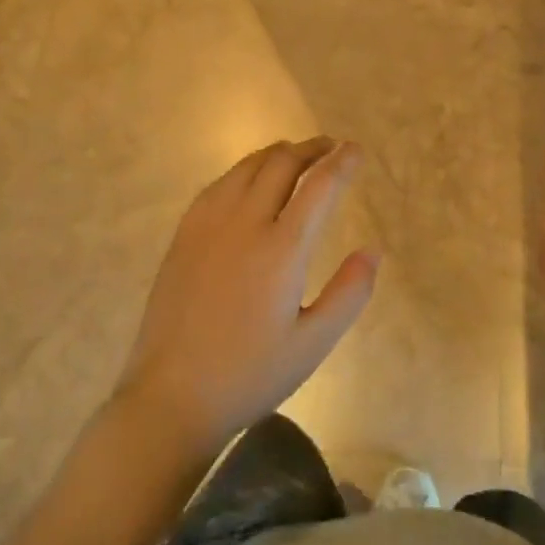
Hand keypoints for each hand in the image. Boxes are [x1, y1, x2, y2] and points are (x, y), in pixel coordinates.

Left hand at [115, 137, 377, 458]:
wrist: (171, 397)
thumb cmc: (249, 375)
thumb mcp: (313, 344)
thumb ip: (350, 293)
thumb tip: (373, 250)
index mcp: (281, 250)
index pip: (319, 187)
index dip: (341, 163)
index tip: (356, 149)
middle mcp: (244, 224)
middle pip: (281, 164)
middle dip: (311, 148)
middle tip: (332, 147)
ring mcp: (207, 226)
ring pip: (247, 167)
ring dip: (277, 153)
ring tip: (296, 155)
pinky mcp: (184, 236)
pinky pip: (218, 184)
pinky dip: (244, 170)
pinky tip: (249, 181)